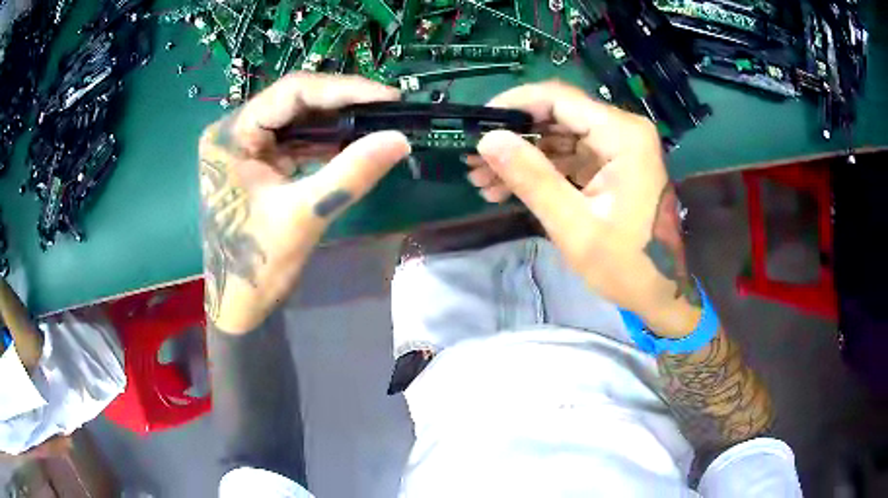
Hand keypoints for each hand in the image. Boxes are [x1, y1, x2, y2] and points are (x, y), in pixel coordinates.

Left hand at [199, 74, 410, 333]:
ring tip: (379, 123)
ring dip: (338, 123)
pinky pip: (298, 142)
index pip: (291, 93)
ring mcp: (247, 147)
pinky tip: (355, 144)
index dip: (343, 89)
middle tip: (388, 108)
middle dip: (343, 104)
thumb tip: (400, 139)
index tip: (387, 96)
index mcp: (231, 135)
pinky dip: (327, 143)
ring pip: (299, 120)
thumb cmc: (257, 263)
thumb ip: (350, 174)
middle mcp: (236, 131)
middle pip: (295, 102)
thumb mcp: (303, 215)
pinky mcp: (259, 163)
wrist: (239, 304)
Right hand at [471, 81, 700, 336]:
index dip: (513, 105)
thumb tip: (487, 139)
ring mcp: (617, 147)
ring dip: (522, 156)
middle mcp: (622, 131)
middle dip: (513, 137)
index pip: (558, 99)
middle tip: (475, 162)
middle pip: (556, 116)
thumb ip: (532, 179)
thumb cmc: (627, 265)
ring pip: (558, 136)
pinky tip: (508, 189)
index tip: (477, 124)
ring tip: (484, 181)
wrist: (662, 291)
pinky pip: (569, 156)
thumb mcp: (575, 226)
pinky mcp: (611, 165)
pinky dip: (540, 170)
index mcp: (622, 136)